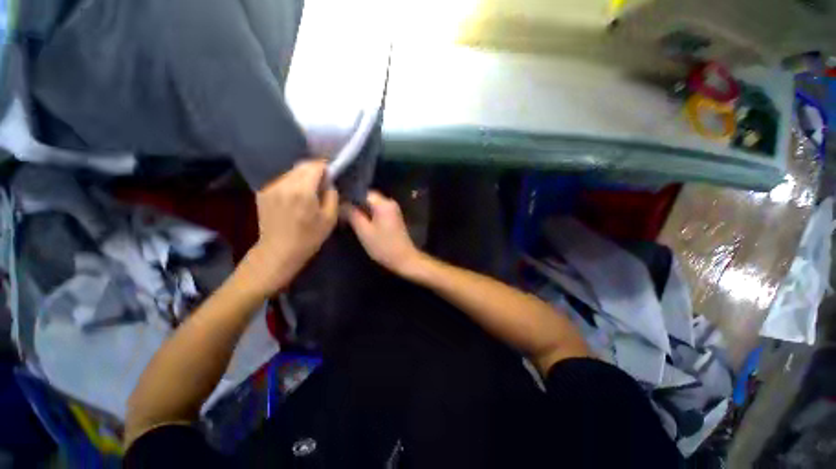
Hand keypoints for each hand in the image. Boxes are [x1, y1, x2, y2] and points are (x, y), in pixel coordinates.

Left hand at [243, 160, 338, 294]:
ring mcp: (271, 187)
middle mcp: (284, 184)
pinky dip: (292, 182)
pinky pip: (282, 180)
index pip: (315, 166)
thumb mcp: (330, 218)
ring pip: (291, 172)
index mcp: (302, 190)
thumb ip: (332, 195)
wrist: (279, 251)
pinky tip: (296, 195)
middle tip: (323, 182)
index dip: (325, 168)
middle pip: (302, 166)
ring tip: (310, 189)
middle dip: (315, 170)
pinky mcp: (263, 192)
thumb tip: (328, 183)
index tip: (332, 175)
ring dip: (303, 176)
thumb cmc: (309, 237)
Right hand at [348, 191, 422, 275]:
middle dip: (354, 203)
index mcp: (383, 203)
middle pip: (368, 197)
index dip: (349, 197)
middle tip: (341, 211)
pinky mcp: (393, 217)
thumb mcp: (364, 231)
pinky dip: (369, 214)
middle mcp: (390, 202)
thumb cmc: (384, 246)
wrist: (404, 259)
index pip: (363, 192)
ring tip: (347, 216)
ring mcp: (393, 210)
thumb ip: (352, 215)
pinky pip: (378, 211)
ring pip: (372, 205)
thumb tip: (342, 203)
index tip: (337, 204)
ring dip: (361, 209)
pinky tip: (360, 221)